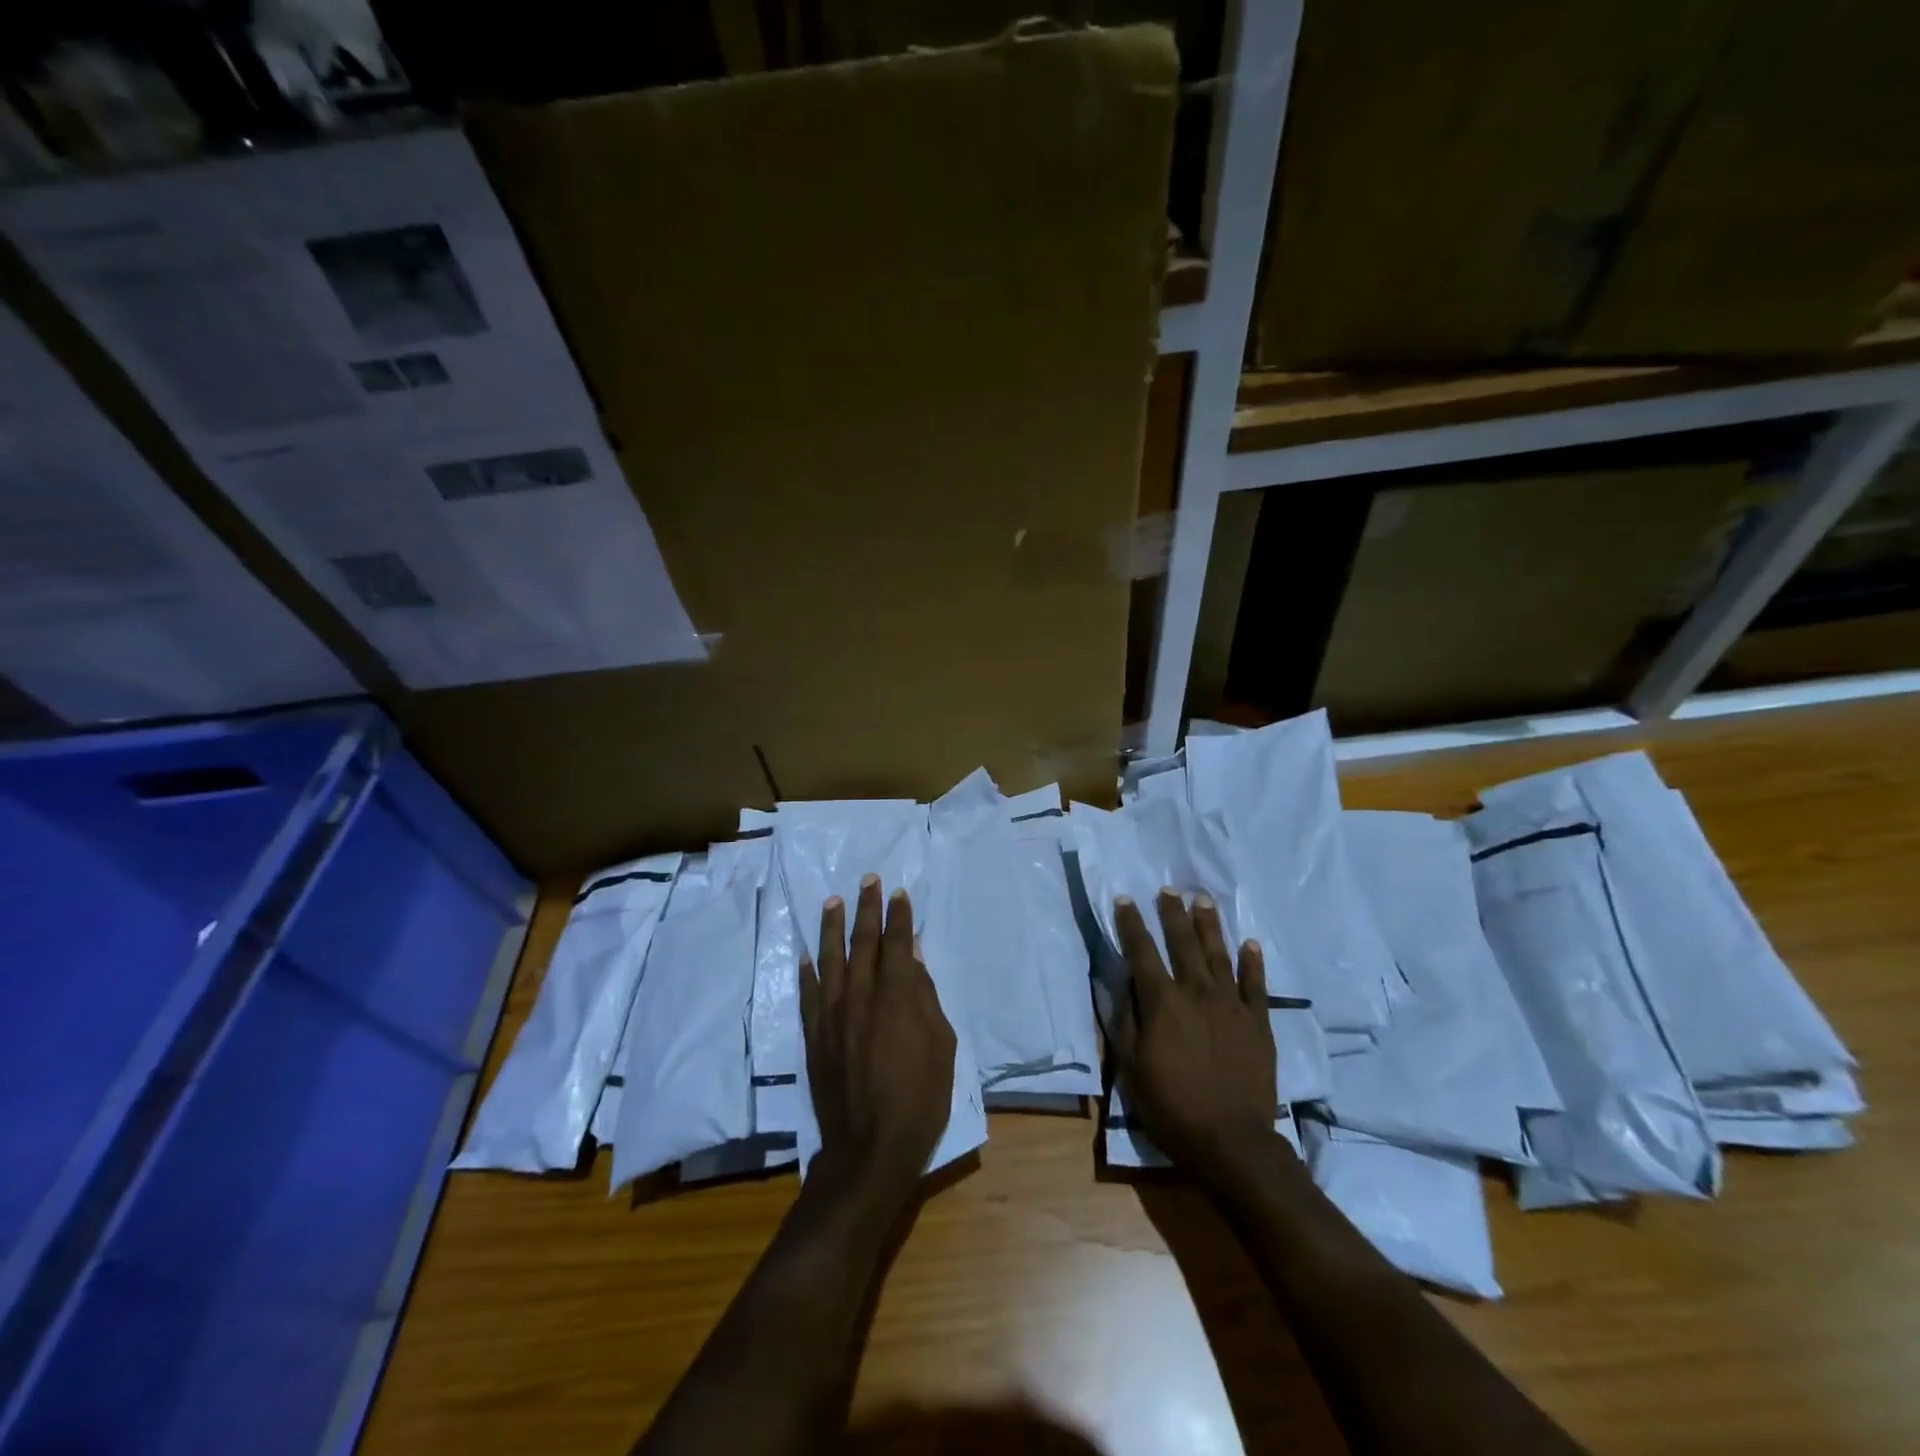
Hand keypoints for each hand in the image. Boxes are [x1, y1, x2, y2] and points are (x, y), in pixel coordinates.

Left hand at [800, 876, 956, 1197]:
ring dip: (833, 927)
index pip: (897, 944)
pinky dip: (807, 972)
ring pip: (831, 959)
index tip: (898, 893)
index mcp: (898, 996)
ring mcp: (833, 1015)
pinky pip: (809, 995)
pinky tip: (807, 955)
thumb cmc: (920, 1097)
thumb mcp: (941, 1045)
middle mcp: (862, 996)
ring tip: (833, 900)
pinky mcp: (815, 1036)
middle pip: (863, 942)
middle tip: (868, 880)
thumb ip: (926, 998)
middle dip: (867, 909)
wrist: (871, 1147)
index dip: (898, 916)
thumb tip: (915, 960)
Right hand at [1111, 889, 1281, 1176]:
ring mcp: (1232, 1006)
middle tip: (1168, 889)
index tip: (1126, 899)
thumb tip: (1120, 983)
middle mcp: (1197, 993)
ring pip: (1219, 955)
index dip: (1132, 924)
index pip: (1142, 952)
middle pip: (1183, 943)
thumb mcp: (1131, 1067)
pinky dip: (1253, 962)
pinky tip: (1251, 943)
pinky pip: (1256, 985)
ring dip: (1209, 926)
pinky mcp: (1258, 1023)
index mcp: (1163, 1003)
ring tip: (1203, 900)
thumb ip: (1124, 1020)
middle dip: (1172, 914)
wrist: (1232, 1142)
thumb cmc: (1172, 1106)